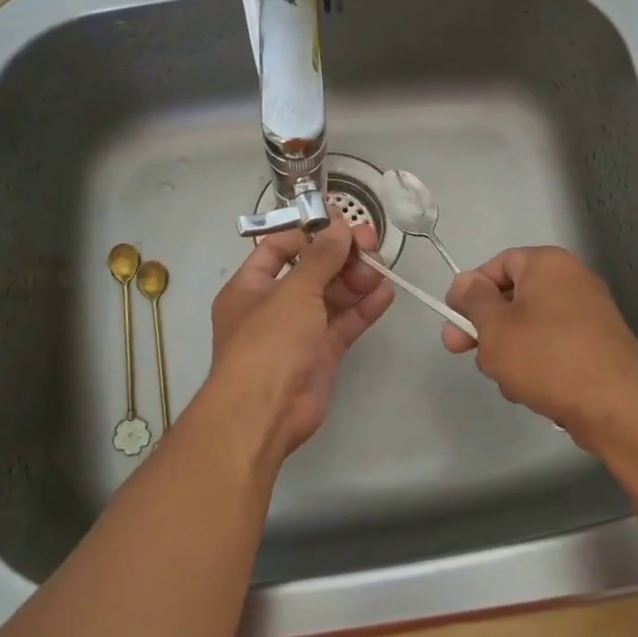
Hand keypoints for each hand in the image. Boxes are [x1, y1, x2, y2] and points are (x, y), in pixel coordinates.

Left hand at [203, 214, 393, 461]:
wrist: (265, 412)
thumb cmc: (269, 341)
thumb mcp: (294, 291)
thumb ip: (321, 257)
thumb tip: (339, 226)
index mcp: (251, 286)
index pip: (279, 248)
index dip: (310, 234)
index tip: (341, 223)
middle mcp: (273, 305)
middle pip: (312, 271)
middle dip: (341, 256)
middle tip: (371, 244)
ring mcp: (299, 331)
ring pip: (332, 296)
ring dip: (356, 280)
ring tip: (381, 268)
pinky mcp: (322, 353)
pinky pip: (344, 323)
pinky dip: (364, 308)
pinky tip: (386, 293)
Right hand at [443, 246, 637, 450]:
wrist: (615, 405)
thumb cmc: (546, 356)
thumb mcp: (494, 326)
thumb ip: (473, 299)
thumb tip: (466, 282)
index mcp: (548, 264)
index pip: (497, 265)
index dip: (469, 291)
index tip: (452, 320)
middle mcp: (573, 280)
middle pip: (513, 298)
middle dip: (487, 329)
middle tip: (463, 353)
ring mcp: (590, 314)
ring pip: (530, 328)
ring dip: (509, 352)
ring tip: (507, 381)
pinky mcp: (599, 347)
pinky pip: (554, 347)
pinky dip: (537, 365)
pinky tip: (531, 391)